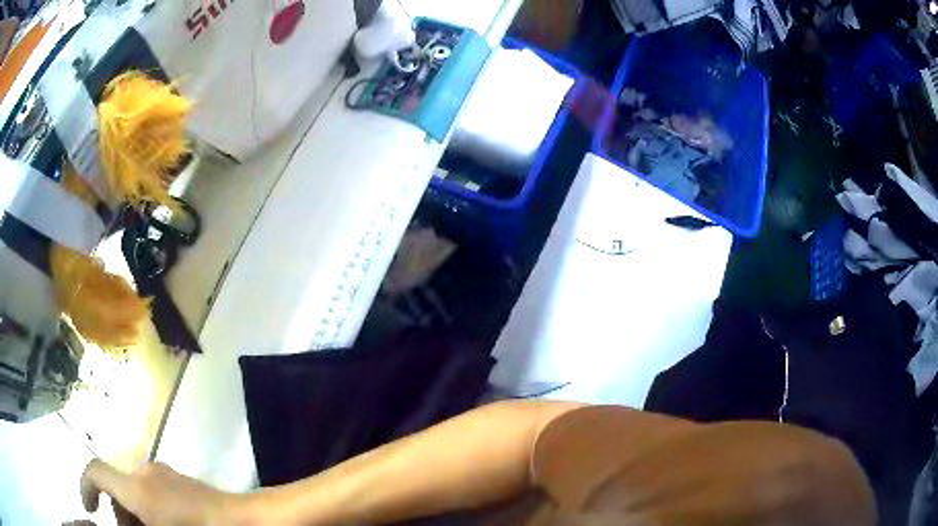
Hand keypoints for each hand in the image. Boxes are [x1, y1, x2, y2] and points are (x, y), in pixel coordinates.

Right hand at [75, 459, 242, 525]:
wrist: (248, 523)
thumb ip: (133, 522)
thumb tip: (125, 520)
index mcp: (136, 487)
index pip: (95, 472)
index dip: (86, 488)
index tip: (89, 511)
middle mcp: (145, 472)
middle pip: (115, 485)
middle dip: (117, 513)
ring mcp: (164, 474)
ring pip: (133, 490)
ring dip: (133, 513)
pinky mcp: (179, 481)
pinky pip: (152, 492)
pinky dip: (148, 510)